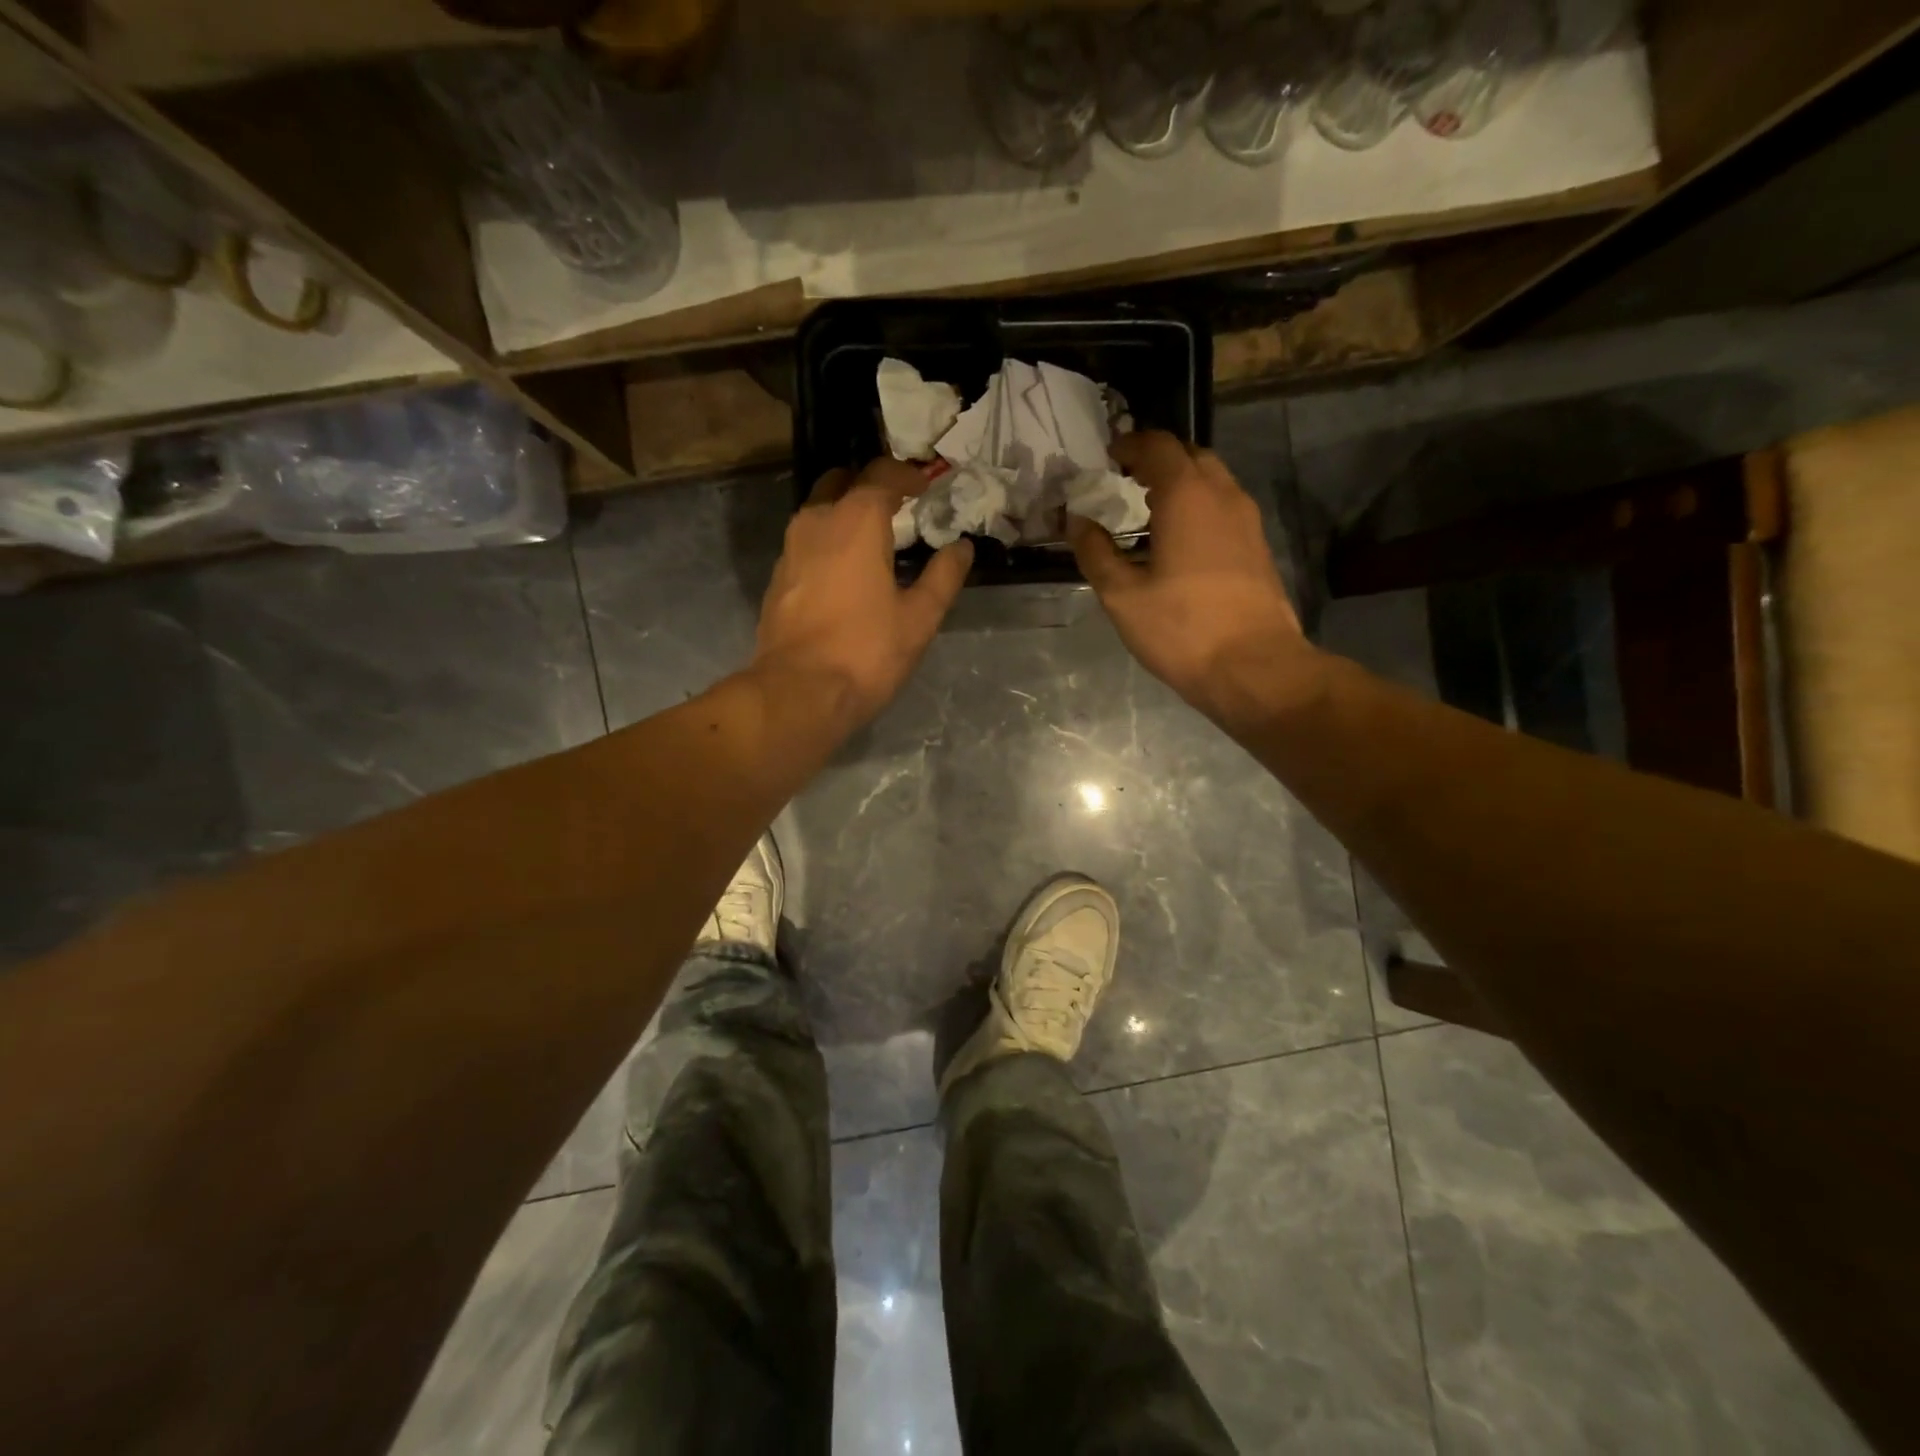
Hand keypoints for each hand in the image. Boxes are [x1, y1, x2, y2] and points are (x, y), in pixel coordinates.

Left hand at [752, 456, 972, 731]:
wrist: (799, 693)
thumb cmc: (866, 651)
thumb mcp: (919, 618)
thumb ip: (943, 576)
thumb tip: (961, 548)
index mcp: (856, 521)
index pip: (881, 475)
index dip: (906, 475)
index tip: (925, 484)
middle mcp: (817, 522)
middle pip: (841, 482)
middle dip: (869, 485)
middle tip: (897, 505)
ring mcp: (790, 549)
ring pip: (819, 511)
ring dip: (845, 512)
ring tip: (874, 539)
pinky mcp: (778, 578)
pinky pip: (806, 542)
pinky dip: (828, 541)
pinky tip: (846, 572)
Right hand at [1070, 431, 1317, 728]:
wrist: (1253, 667)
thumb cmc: (1181, 629)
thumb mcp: (1122, 596)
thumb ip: (1095, 553)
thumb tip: (1077, 522)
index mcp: (1186, 496)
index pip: (1158, 446)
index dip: (1130, 445)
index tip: (1108, 456)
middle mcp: (1223, 495)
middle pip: (1190, 455)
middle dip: (1157, 459)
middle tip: (1126, 479)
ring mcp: (1247, 520)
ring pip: (1213, 480)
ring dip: (1181, 482)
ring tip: (1149, 508)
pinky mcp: (1258, 546)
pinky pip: (1224, 506)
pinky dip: (1199, 505)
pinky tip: (1179, 538)